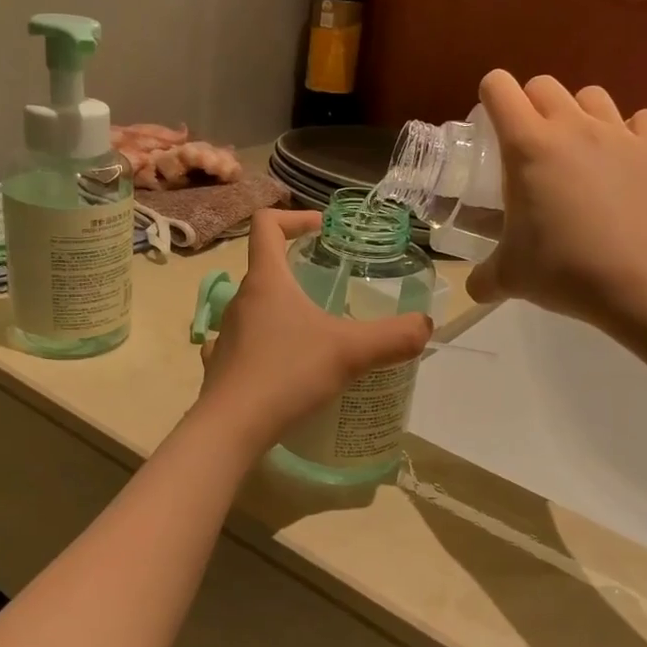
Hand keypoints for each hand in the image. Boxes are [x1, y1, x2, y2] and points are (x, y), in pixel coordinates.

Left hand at [196, 210, 431, 453]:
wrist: (231, 428)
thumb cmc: (288, 375)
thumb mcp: (350, 352)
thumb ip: (394, 337)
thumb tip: (426, 325)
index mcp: (266, 281)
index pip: (266, 225)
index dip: (294, 217)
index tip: (322, 229)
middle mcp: (240, 301)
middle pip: (265, 268)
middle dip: (298, 271)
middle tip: (331, 288)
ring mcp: (224, 334)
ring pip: (254, 308)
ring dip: (282, 311)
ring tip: (314, 333)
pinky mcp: (220, 367)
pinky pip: (243, 344)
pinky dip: (264, 347)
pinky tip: (283, 368)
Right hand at [466, 71, 646, 331]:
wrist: (643, 281)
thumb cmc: (565, 270)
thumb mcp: (510, 277)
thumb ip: (484, 278)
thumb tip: (475, 288)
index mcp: (527, 146)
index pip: (499, 88)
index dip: (490, 97)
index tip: (490, 124)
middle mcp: (571, 127)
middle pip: (544, 85)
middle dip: (531, 105)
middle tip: (530, 144)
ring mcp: (618, 133)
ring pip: (591, 95)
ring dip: (578, 114)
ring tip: (577, 149)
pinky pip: (641, 119)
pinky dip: (630, 131)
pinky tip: (624, 158)